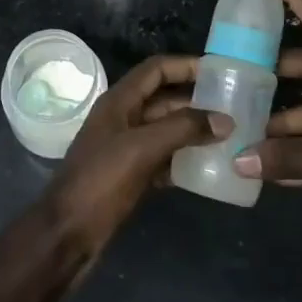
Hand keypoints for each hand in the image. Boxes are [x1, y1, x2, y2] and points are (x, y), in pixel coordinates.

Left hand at [42, 54, 210, 264]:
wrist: (67, 235)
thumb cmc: (100, 182)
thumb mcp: (141, 149)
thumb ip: (182, 129)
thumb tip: (225, 119)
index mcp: (118, 102)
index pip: (155, 70)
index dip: (186, 66)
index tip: (219, 71)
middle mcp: (122, 119)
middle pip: (163, 99)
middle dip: (196, 100)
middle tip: (233, 106)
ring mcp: (125, 148)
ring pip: (165, 130)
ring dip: (193, 130)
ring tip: (229, 135)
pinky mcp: (131, 176)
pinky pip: (163, 158)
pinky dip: (184, 159)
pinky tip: (210, 167)